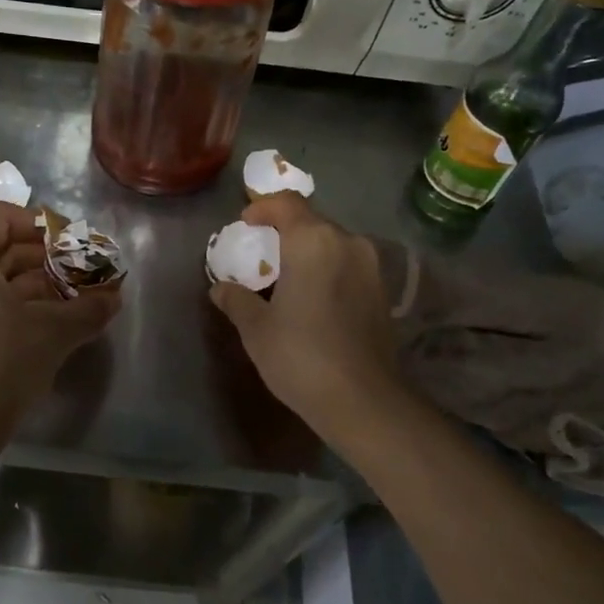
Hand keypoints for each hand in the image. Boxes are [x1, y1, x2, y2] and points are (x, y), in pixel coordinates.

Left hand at [0, 202, 119, 440]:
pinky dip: (5, 307)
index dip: (40, 225)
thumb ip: (88, 309)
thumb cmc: (0, 365)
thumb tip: (114, 298)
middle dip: (41, 260)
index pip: (2, 217)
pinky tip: (35, 330)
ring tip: (64, 304)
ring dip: (27, 286)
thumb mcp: (54, 333)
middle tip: (77, 277)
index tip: (70, 244)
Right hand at [209, 193, 401, 426]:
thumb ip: (237, 300)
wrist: (362, 400)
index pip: (287, 203)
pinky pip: (348, 264)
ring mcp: (370, 266)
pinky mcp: (383, 291)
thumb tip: (220, 289)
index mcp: (313, 241)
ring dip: (309, 250)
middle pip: (312, 220)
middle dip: (285, 230)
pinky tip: (313, 296)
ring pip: (333, 243)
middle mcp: (346, 243)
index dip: (263, 207)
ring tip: (287, 275)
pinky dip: (328, 269)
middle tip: (262, 252)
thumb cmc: (300, 355)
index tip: (246, 224)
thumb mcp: (256, 328)